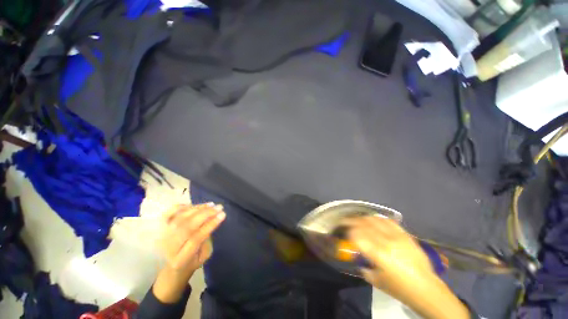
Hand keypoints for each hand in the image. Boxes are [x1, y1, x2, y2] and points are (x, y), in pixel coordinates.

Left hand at [153, 203, 224, 302]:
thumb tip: (210, 220)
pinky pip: (167, 214)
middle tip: (219, 207)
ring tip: (211, 204)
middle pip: (187, 226)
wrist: (171, 268)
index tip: (223, 214)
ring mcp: (161, 238)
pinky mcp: (159, 230)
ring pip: (180, 218)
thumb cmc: (192, 261)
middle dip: (205, 214)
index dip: (210, 224)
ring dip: (197, 209)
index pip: (196, 239)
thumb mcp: (204, 255)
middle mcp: (168, 248)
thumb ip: (207, 240)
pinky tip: (193, 205)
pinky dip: (180, 207)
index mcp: (181, 260)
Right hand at [347, 216, 468, 318]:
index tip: (342, 231)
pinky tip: (373, 219)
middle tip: (344, 221)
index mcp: (378, 254)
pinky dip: (378, 218)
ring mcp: (397, 236)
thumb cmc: (399, 288)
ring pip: (375, 219)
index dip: (347, 230)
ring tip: (357, 219)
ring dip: (363, 218)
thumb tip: (356, 254)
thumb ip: (362, 265)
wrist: (426, 289)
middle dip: (351, 221)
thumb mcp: (375, 280)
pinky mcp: (405, 235)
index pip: (357, 234)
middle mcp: (386, 241)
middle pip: (364, 224)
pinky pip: (389, 221)